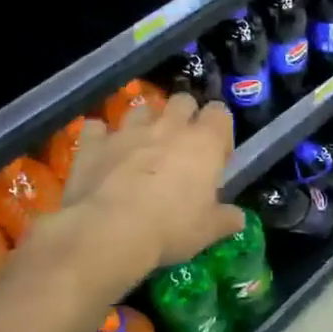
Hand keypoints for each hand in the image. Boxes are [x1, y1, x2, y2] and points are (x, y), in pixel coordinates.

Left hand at [61, 94, 243, 274]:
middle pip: (182, 100)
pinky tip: (101, 151)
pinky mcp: (94, 143)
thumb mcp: (208, 230)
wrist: (109, 230)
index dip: (219, 130)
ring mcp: (128, 130)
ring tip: (142, 147)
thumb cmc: (171, 227)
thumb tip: (238, 218)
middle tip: (181, 146)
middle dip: (184, 116)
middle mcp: (168, 126)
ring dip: (144, 122)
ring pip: (141, 108)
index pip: (220, 113)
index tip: (216, 156)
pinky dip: (100, 136)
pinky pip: (96, 127)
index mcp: (204, 142)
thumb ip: (226, 219)